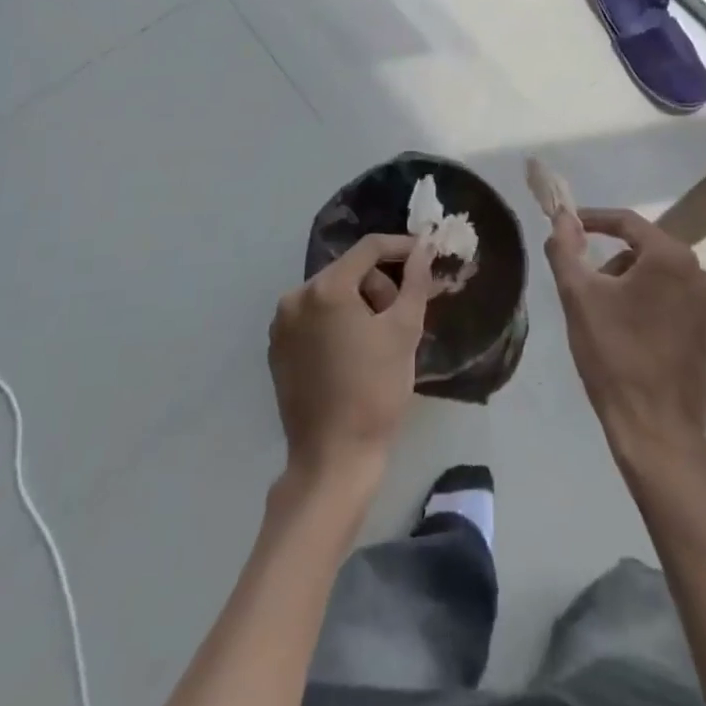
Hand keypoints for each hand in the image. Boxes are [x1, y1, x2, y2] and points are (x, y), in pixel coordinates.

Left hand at [270, 234, 436, 482]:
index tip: (427, 255)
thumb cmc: (375, 391)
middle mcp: (296, 297)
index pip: (369, 248)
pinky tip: (355, 353)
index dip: (402, 247)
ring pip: (332, 295)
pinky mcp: (278, 349)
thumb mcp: (404, 331)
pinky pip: (315, 318)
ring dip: (360, 305)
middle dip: (381, 286)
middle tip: (403, 318)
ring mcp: (282, 324)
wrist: (333, 459)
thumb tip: (423, 247)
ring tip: (380, 341)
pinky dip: (338, 324)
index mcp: (325, 288)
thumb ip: (415, 281)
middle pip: (350, 272)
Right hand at [546, 207, 705, 468]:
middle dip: (613, 263)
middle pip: (646, 251)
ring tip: (608, 319)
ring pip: (662, 280)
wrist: (658, 431)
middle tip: (587, 288)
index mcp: (671, 258)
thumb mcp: (578, 296)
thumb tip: (561, 216)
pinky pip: (678, 306)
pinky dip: (654, 310)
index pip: (627, 222)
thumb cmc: (615, 355)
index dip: (594, 220)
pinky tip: (635, 339)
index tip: (569, 227)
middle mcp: (701, 275)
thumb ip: (565, 248)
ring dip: (633, 287)